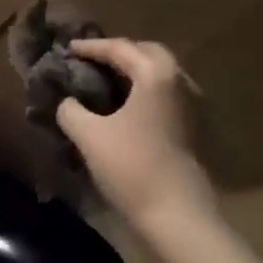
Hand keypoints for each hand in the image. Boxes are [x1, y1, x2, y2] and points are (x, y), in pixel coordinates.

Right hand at [57, 38, 217, 230]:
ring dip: (134, 73)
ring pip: (160, 74)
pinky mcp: (195, 127)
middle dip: (119, 53)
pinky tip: (127, 107)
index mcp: (156, 74)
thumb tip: (68, 102)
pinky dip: (145, 91)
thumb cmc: (132, 167)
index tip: (68, 50)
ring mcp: (192, 104)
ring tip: (106, 82)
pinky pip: (166, 94)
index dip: (91, 47)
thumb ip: (71, 110)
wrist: (179, 216)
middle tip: (92, 62)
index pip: (119, 48)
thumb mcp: (89, 136)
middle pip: (147, 53)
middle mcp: (179, 80)